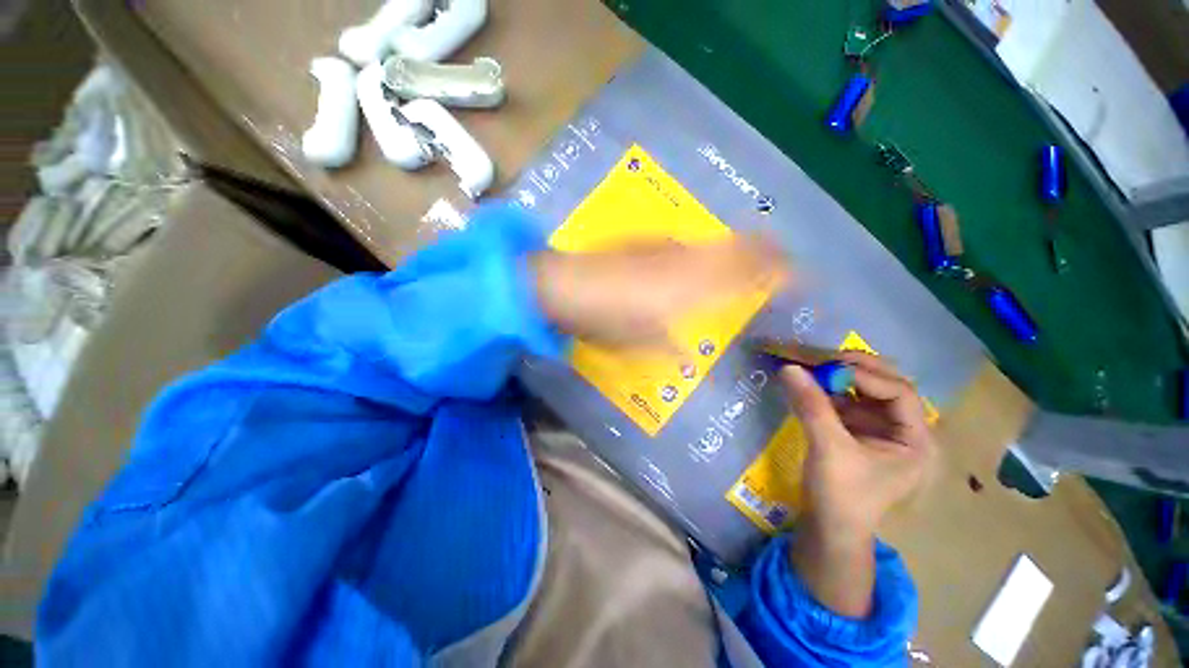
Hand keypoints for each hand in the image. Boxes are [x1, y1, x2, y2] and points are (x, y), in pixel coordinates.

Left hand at [531, 236, 786, 348]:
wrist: (566, 286)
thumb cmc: (603, 322)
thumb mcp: (639, 344)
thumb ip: (670, 347)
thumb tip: (688, 355)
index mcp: (689, 295)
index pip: (741, 281)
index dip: (772, 277)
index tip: (795, 278)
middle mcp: (686, 266)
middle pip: (736, 254)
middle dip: (766, 254)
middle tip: (788, 256)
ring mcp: (667, 249)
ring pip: (715, 244)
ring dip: (742, 245)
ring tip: (763, 244)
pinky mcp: (648, 241)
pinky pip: (687, 242)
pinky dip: (705, 246)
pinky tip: (707, 248)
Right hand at [781, 352, 934, 617]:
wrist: (829, 528)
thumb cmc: (841, 495)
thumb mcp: (828, 449)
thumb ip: (811, 406)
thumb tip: (789, 368)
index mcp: (915, 440)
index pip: (899, 393)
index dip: (866, 376)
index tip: (827, 366)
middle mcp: (903, 430)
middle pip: (886, 386)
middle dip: (854, 371)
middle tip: (822, 359)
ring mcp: (879, 431)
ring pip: (863, 392)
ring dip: (837, 379)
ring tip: (810, 369)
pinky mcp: (856, 433)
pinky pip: (845, 403)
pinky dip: (827, 392)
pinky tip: (808, 387)